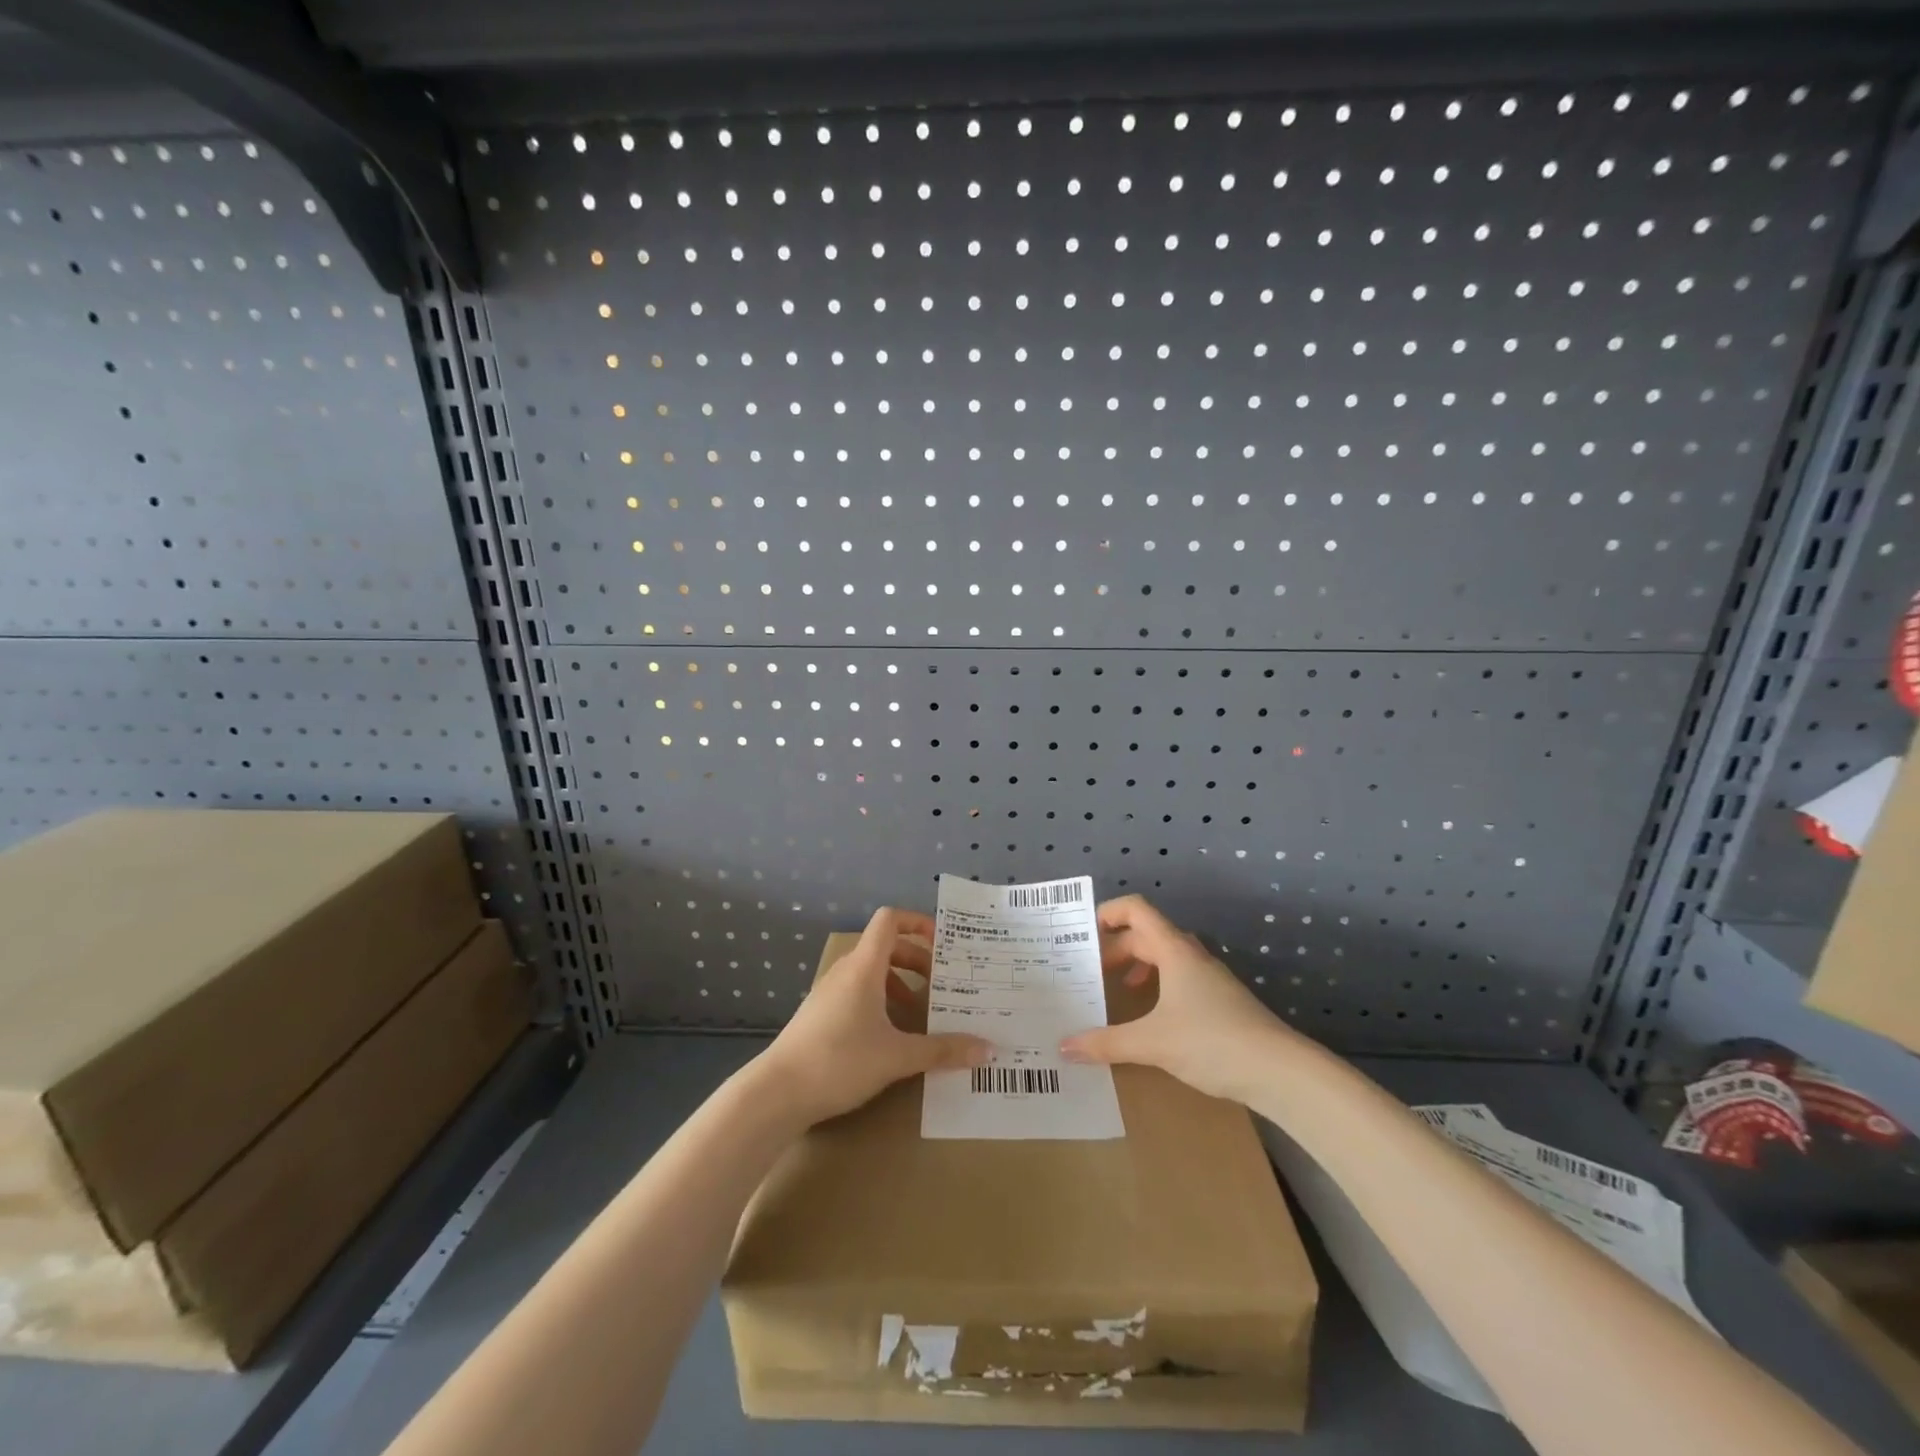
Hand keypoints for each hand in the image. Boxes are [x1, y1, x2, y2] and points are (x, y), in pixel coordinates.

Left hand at [757, 906, 992, 1125]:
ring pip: (871, 972)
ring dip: (899, 983)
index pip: (890, 920)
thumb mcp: (897, 1057)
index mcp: (864, 966)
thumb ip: (942, 1050)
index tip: (943, 944)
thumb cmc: (839, 1061)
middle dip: (917, 960)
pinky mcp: (820, 1014)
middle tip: (943, 983)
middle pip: (886, 947)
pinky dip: (880, 1000)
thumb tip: (987, 1049)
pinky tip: (891, 1035)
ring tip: (921, 1012)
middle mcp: (846, 971)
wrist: (776, 1093)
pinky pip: (857, 992)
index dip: (917, 922)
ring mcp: (829, 992)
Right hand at [1059, 894, 1299, 1103]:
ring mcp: (1210, 978)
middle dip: (1115, 947)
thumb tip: (1064, 1047)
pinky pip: (1179, 978)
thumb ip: (1106, 1043)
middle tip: (1089, 970)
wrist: (1281, 1072)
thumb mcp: (1152, 1043)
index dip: (1107, 912)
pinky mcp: (1221, 1001)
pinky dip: (1157, 984)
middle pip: (1146, 934)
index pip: (1136, 910)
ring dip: (1137, 964)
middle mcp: (1191, 956)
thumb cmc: (1212, 1042)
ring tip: (1116, 987)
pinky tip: (1151, 1015)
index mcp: (1174, 951)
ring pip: (1165, 956)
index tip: (1082, 934)